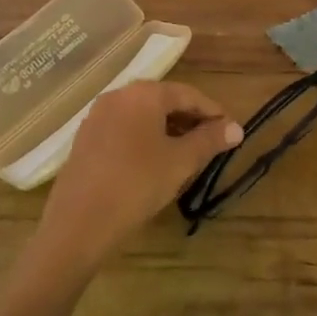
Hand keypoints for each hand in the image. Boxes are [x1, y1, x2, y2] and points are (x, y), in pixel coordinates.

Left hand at [33, 80, 241, 277]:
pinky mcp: (86, 138)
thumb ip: (209, 140)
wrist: (80, 221)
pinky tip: (155, 161)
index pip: (188, 94)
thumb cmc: (137, 184)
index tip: (231, 130)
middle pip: (163, 100)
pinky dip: (145, 137)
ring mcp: (98, 116)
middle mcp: (118, 95)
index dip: (213, 112)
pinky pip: (124, 128)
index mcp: (143, 94)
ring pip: (143, 115)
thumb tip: (236, 128)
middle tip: (212, 142)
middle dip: (190, 119)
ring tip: (187, 154)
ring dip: (168, 129)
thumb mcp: (180, 162)